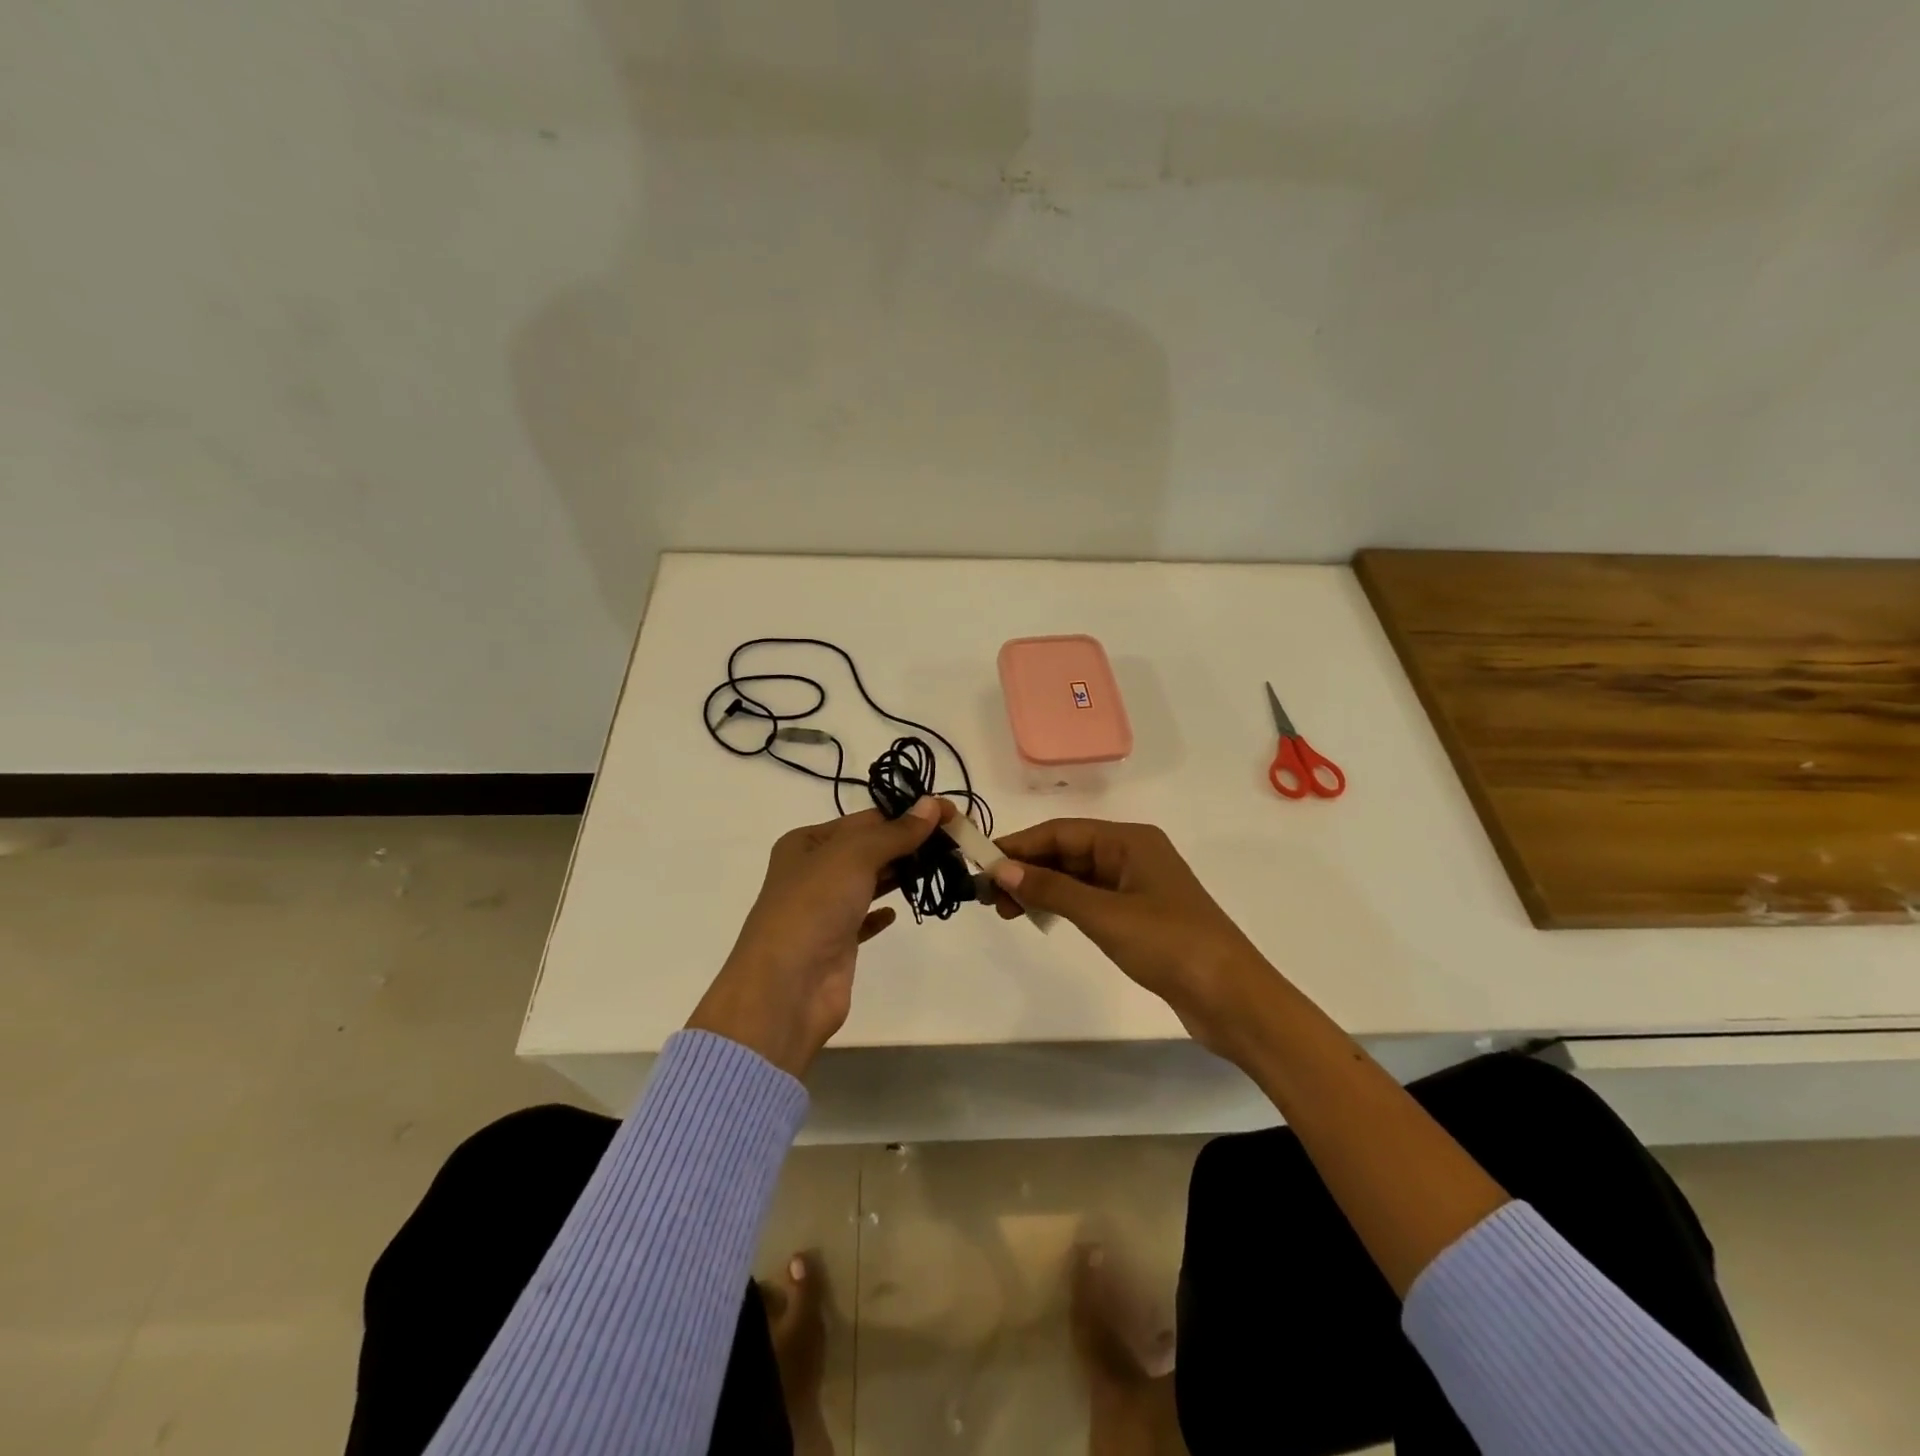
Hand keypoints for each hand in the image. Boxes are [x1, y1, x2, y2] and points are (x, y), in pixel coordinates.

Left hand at [688, 798, 950, 1076]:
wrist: (786, 988)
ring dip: (901, 874)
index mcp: (808, 842)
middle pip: (870, 848)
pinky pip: (864, 919)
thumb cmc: (814, 907)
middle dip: (909, 843)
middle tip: (954, 842)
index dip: (908, 814)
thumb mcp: (854, 856)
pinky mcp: (837, 943)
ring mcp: (825, 908)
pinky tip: (897, 912)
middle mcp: (813, 871)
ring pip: (870, 881)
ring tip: (942, 867)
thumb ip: (895, 833)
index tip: (950, 814)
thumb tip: (932, 804)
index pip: (867, 819)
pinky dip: (881, 912)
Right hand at [986, 819, 1272, 1059]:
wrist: (1232, 999)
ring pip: (1076, 877)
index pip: (1061, 832)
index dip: (1020, 845)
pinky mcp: (1139, 916)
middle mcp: (1131, 855)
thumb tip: (1000, 869)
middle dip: (1027, 869)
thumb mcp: (1105, 914)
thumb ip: (1051, 890)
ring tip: (1005, 910)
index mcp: (1129, 841)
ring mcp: (1136, 886)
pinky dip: (1063, 905)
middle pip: (1068, 852)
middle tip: (988, 895)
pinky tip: (1040, 917)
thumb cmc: (1170, 944)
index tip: (981, 863)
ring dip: (1041, 889)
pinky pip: (1090, 899)